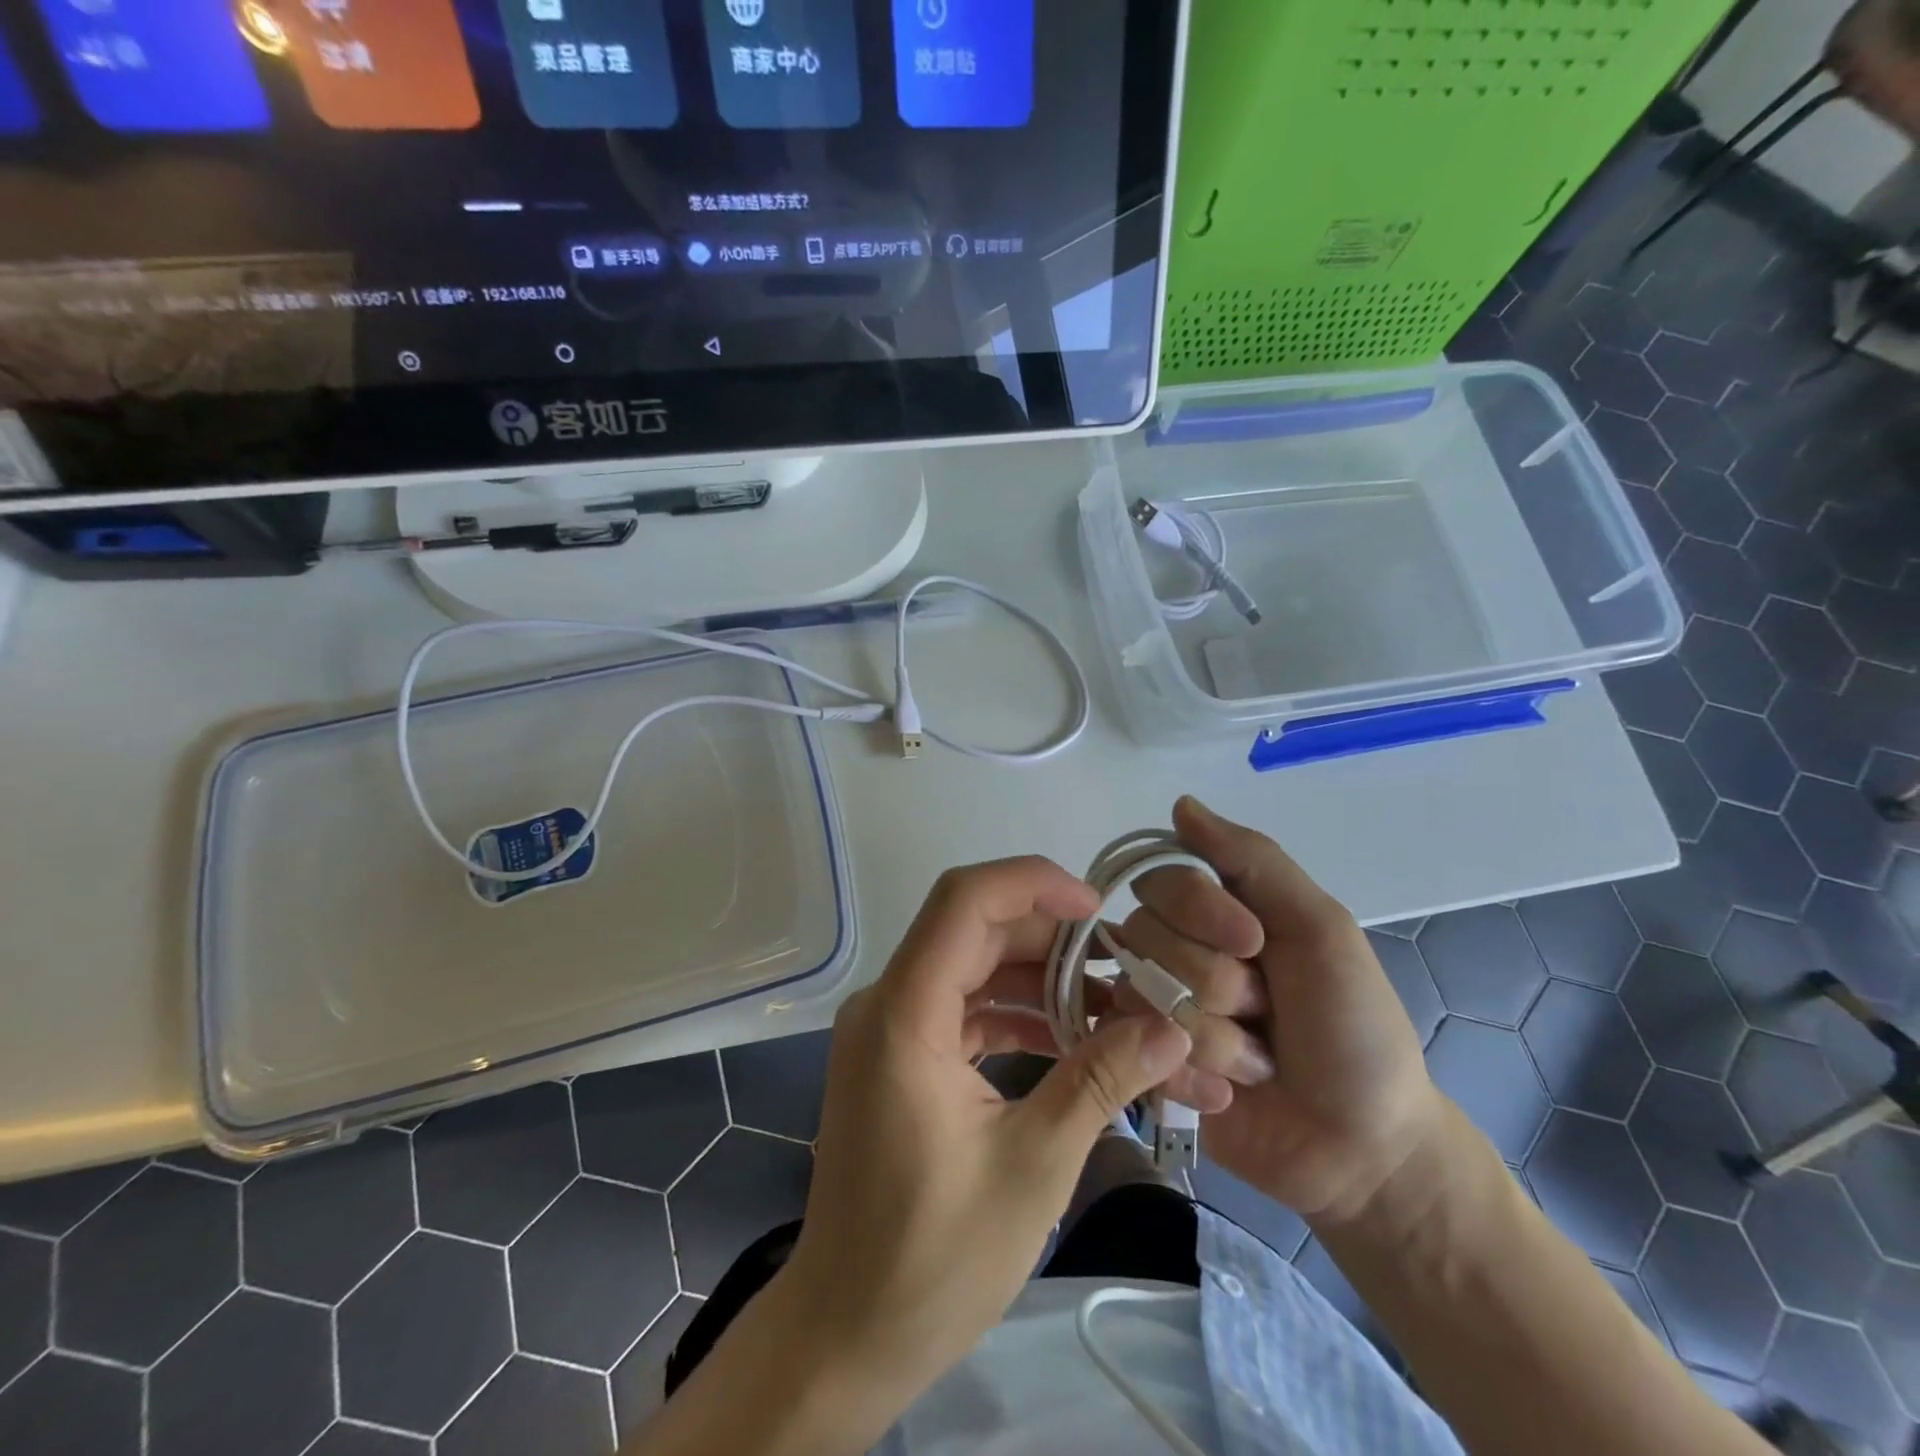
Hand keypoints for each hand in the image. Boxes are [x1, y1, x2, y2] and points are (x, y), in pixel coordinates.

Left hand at [771, 858, 1194, 1423]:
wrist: (848, 1332)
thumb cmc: (934, 1257)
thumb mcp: (1033, 1164)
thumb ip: (1100, 1081)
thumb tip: (1172, 1029)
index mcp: (905, 1013)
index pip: (964, 900)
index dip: (1033, 883)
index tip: (1099, 907)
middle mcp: (889, 1002)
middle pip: (976, 931)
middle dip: (1055, 941)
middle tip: (1128, 969)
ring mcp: (892, 1028)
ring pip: (975, 967)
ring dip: (1042, 981)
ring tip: (1116, 1008)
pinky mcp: (903, 1056)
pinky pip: (965, 1008)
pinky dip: (1018, 1015)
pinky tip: (1072, 1041)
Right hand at [1122, 798, 1443, 1225]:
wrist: (1365, 1147)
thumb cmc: (1353, 1027)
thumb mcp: (1319, 928)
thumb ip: (1252, 860)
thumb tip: (1180, 804)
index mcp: (1214, 913)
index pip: (1160, 882)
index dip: (1201, 912)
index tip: (1256, 944)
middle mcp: (1175, 952)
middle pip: (1146, 938)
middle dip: (1218, 984)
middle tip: (1268, 1014)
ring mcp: (1156, 1009)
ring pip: (1142, 996)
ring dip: (1215, 1038)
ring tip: (1257, 1063)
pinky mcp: (1145, 1065)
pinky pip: (1135, 1051)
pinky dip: (1192, 1075)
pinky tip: (1230, 1094)